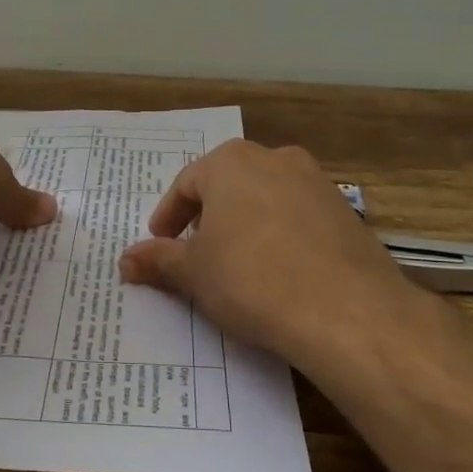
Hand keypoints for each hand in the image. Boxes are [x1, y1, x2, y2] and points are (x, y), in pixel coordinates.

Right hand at [118, 140, 418, 374]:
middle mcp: (275, 159)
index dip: (168, 216)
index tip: (160, 243)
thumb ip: (158, 260)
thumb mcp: (194, 273)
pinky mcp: (346, 212)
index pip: (187, 183)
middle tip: (195, 252)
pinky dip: (281, 237)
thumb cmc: (252, 280)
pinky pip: (299, 218)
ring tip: (237, 264)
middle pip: (228, 185)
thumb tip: (125, 259)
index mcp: (231, 162)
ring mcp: (317, 183)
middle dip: (208, 217)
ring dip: (245, 225)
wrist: (347, 311)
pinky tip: (280, 272)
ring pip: (266, 198)